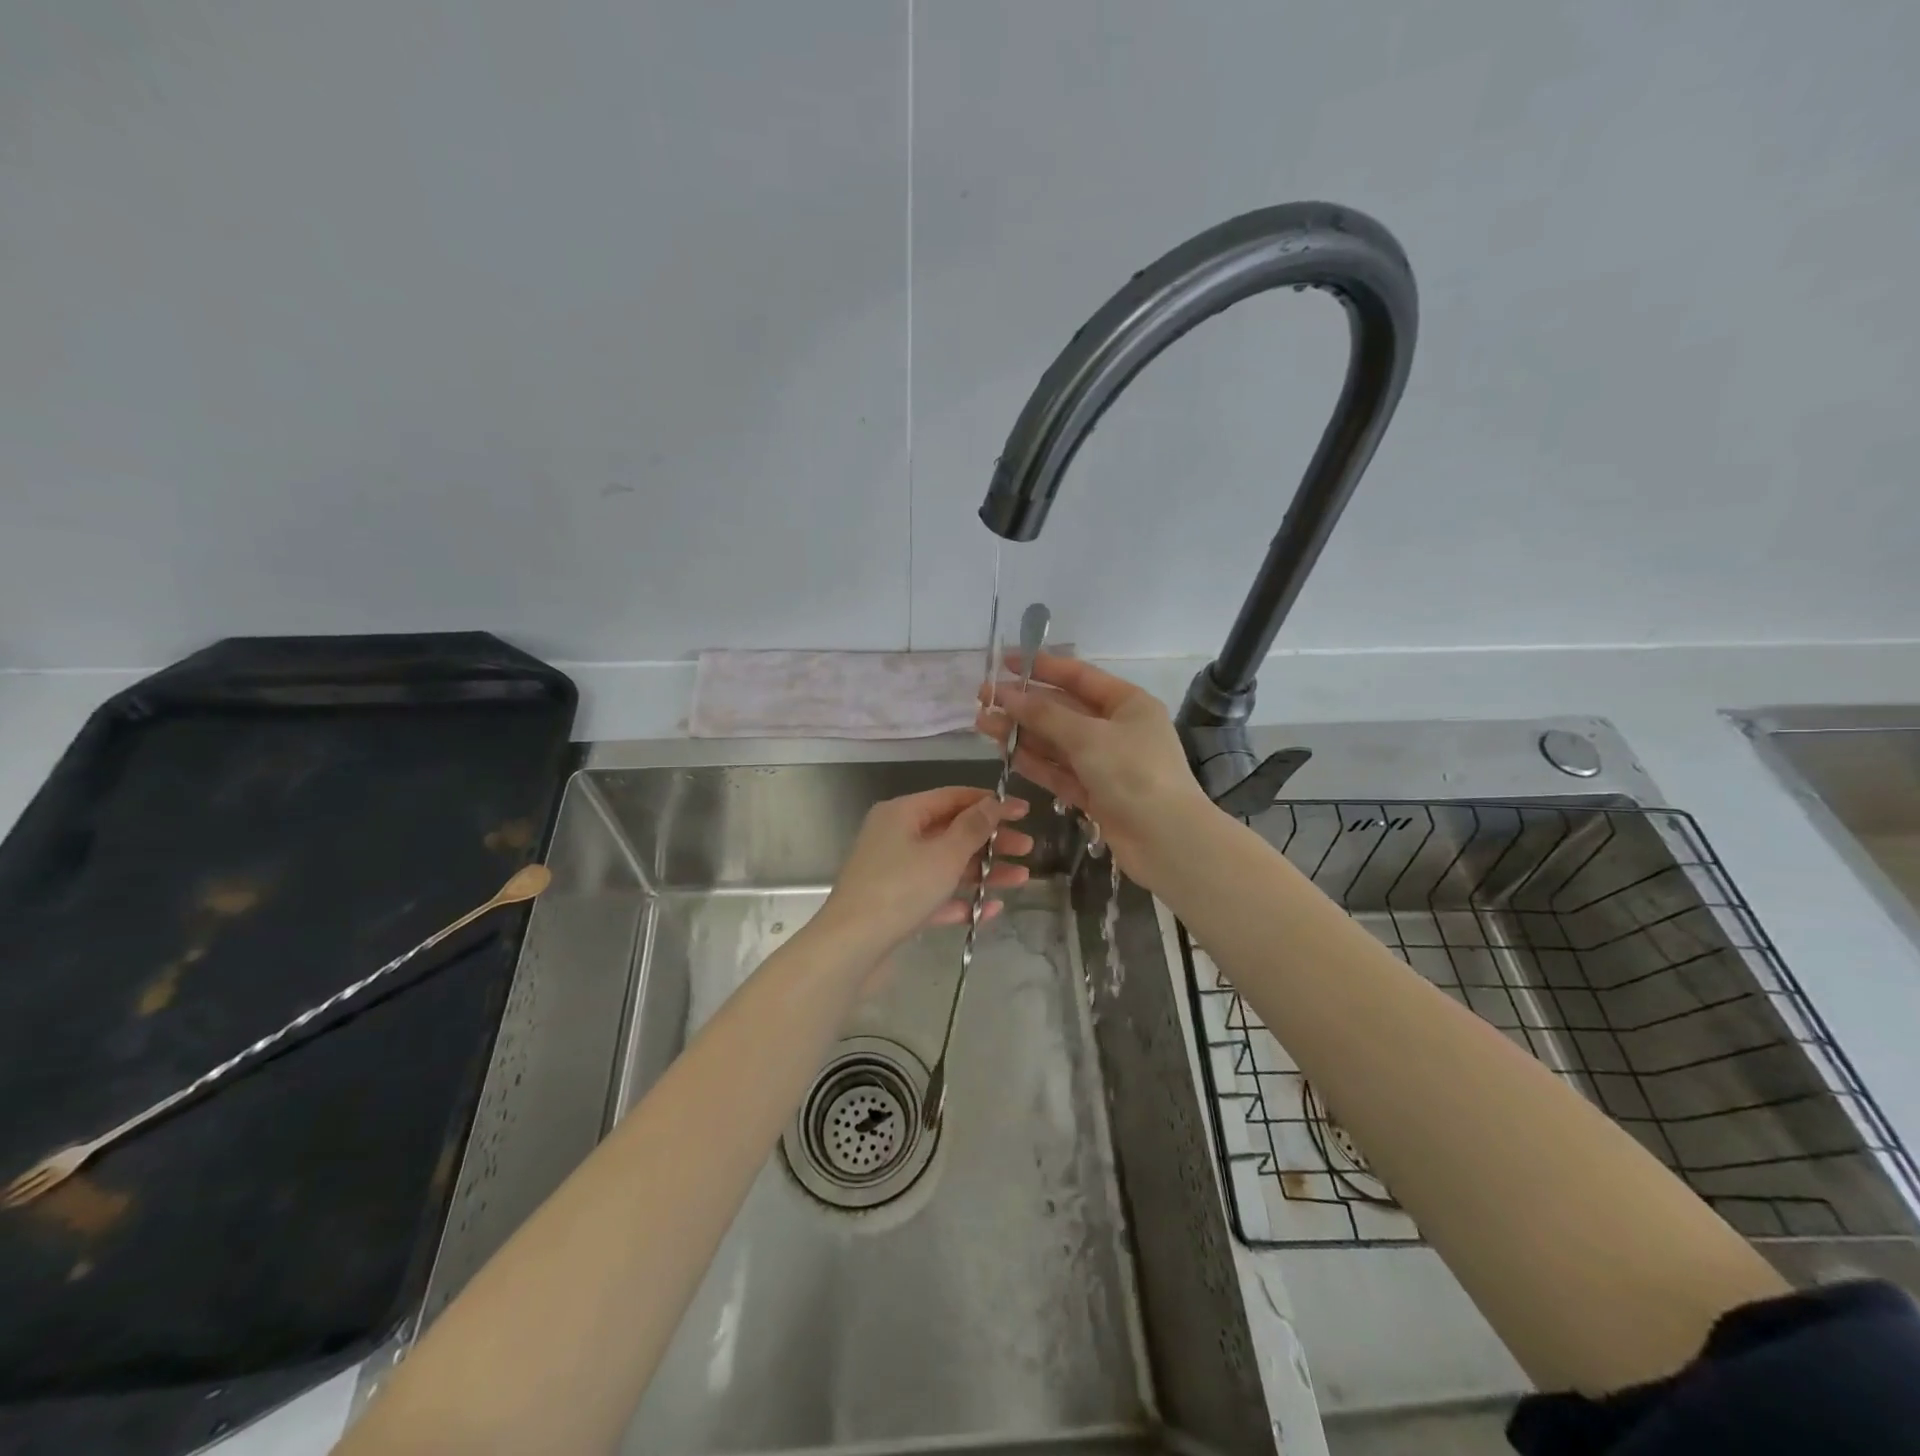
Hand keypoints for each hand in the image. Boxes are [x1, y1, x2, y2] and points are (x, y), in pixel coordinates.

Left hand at [813, 787, 1031, 965]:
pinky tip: (991, 910)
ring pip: (947, 865)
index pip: (953, 797)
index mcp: (902, 813)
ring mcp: (894, 872)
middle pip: (952, 831)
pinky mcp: (896, 905)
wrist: (851, 947)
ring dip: (984, 871)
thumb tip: (993, 802)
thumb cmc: (900, 889)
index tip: (1025, 811)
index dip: (991, 803)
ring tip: (1021, 880)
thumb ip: (973, 827)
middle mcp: (896, 837)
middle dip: (992, 840)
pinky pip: (936, 896)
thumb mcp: (944, 854)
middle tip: (1028, 848)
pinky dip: (961, 900)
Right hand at [976, 654, 1215, 892]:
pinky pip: (1059, 771)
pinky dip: (1035, 762)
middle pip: (1063, 710)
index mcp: (1128, 704)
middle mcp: (1117, 729)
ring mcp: (1105, 763)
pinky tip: (1005, 753)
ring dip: (1023, 733)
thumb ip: (1045, 715)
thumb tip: (1006, 695)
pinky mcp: (1095, 794)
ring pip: (1057, 742)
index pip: (1079, 676)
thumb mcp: (1088, 737)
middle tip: (983, 699)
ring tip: (983, 725)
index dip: (1041, 667)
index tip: (1005, 662)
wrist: (1167, 841)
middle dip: (1024, 704)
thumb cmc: (1134, 775)